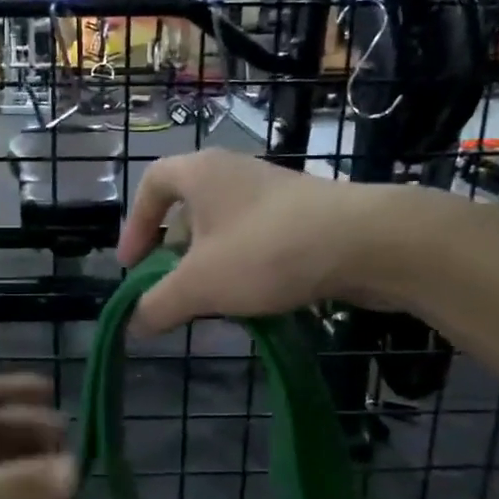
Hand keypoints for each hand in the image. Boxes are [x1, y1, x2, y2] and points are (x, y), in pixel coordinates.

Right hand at [117, 149, 384, 332]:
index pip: (151, 184)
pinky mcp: (305, 214)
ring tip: (211, 301)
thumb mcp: (199, 285)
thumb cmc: (265, 250)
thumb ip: (158, 304)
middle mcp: (234, 172)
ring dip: (210, 263)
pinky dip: (244, 264)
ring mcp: (274, 191)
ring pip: (225, 226)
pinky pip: (257, 237)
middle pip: (188, 208)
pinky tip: (254, 298)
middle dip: (173, 252)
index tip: (132, 266)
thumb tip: (132, 325)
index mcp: (201, 173)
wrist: (366, 242)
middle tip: (171, 287)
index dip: (134, 225)